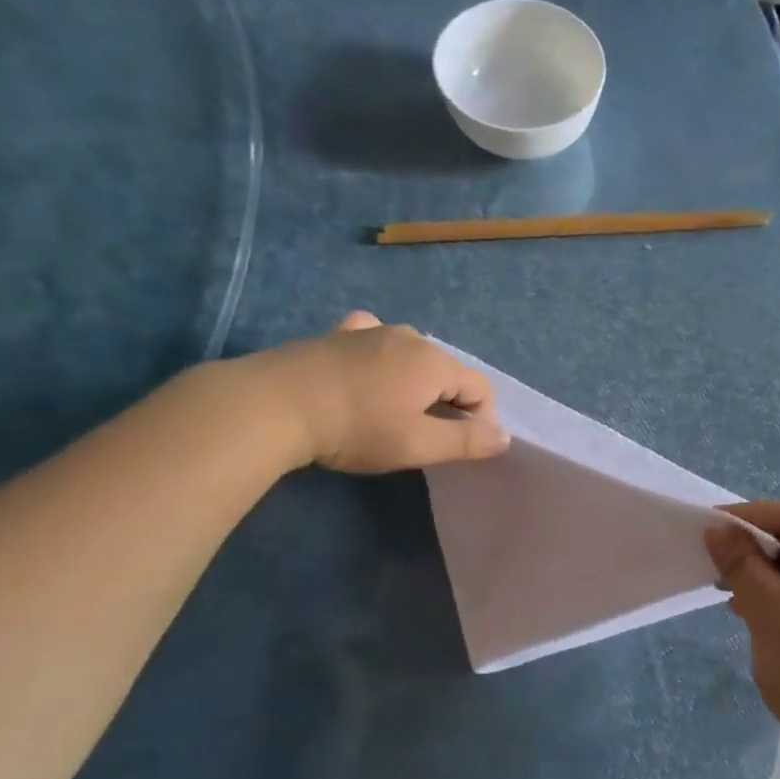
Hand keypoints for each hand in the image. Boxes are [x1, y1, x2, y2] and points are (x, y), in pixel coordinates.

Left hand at [232, 312, 510, 473]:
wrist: (275, 405)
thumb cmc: (357, 429)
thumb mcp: (418, 445)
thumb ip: (467, 441)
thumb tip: (505, 436)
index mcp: (434, 361)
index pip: (479, 388)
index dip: (481, 419)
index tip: (460, 447)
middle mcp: (409, 336)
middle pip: (446, 370)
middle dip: (448, 401)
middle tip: (425, 436)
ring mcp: (370, 331)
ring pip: (411, 355)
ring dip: (415, 382)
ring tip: (394, 411)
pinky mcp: (337, 334)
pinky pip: (374, 339)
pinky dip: (382, 356)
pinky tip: (368, 370)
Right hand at [706, 501, 779, 748]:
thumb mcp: (768, 609)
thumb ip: (741, 563)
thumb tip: (718, 529)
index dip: (746, 518)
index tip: (706, 528)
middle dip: (753, 551)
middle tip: (714, 569)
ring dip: (762, 577)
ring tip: (729, 596)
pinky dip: (778, 600)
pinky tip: (751, 617)